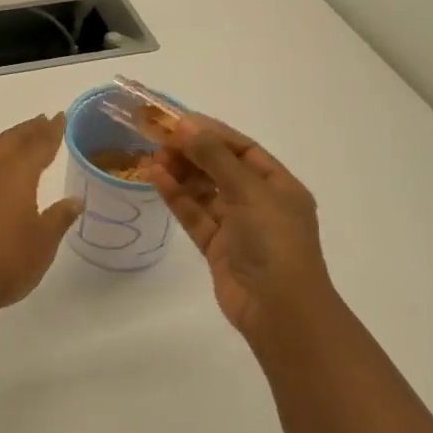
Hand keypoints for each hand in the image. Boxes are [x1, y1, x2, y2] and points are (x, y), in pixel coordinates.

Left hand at [0, 114, 82, 313]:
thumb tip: (75, 199)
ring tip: (22, 138)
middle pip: (12, 140)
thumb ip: (59, 217)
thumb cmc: (7, 261)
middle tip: (43, 120)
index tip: (60, 117)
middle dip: (29, 129)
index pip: (39, 144)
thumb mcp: (44, 242)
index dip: (52, 131)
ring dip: (9, 140)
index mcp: (17, 174)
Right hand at [147, 115, 330, 339]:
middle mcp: (259, 203)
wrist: (279, 311)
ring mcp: (237, 226)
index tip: (179, 121)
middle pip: (220, 168)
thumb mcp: (248, 191)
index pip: (243, 149)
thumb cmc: (274, 242)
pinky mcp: (216, 247)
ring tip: (152, 158)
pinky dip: (176, 196)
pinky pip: (194, 214)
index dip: (212, 133)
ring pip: (204, 191)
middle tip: (159, 139)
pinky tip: (155, 178)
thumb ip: (215, 157)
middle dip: (192, 152)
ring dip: (180, 173)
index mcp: (279, 186)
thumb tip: (187, 125)